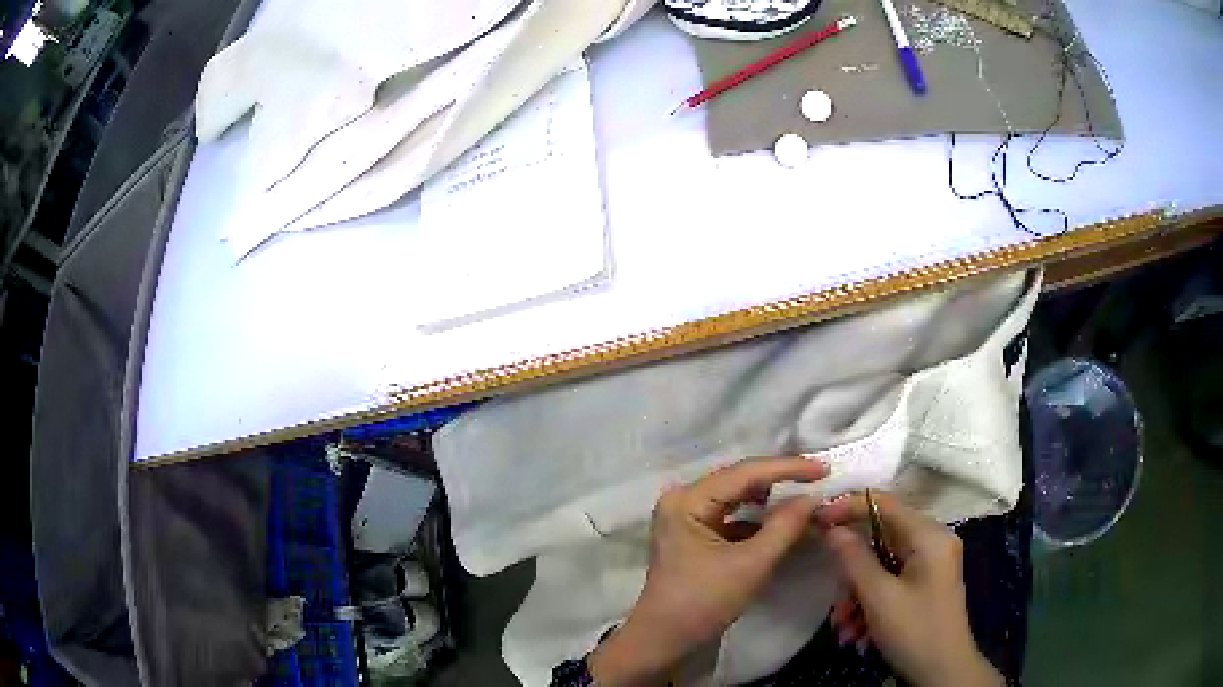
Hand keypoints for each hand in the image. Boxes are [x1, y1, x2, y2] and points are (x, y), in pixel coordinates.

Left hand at [588, 457, 827, 685]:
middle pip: (741, 482)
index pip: (745, 472)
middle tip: (821, 480)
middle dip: (782, 482)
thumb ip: (784, 527)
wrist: (665, 641)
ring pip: (740, 500)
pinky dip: (760, 522)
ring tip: (808, 499)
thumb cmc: (702, 603)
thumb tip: (812, 498)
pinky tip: (786, 524)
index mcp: (687, 500)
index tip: (825, 468)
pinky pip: (735, 519)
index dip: (788, 468)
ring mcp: (689, 518)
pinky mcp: (697, 536)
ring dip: (773, 502)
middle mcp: (684, 500)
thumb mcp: (750, 565)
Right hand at [818, 493, 1003, 686]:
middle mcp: (932, 541)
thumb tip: (832, 530)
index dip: (848, 507)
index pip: (884, 504)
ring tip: (845, 625)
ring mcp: (931, 563)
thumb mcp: (878, 597)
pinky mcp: (925, 583)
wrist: (943, 671)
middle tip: (835, 596)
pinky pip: (891, 580)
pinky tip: (858, 631)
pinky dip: (871, 601)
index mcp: (929, 535)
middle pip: (881, 538)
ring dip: (858, 593)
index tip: (816, 519)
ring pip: (882, 563)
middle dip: (853, 569)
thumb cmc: (914, 631)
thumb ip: (854, 558)